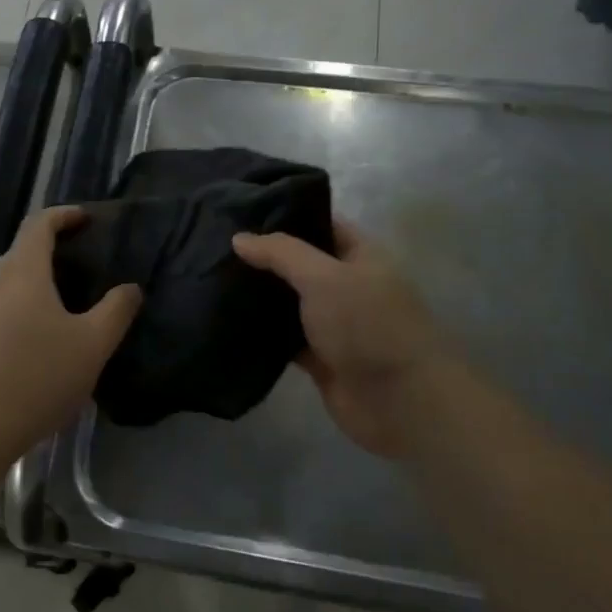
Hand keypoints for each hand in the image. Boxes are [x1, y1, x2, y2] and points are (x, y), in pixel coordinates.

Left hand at [0, 206, 141, 465]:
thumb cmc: (38, 377)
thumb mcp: (92, 345)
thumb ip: (116, 311)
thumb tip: (130, 288)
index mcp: (23, 273)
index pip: (38, 225)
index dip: (63, 215)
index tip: (87, 219)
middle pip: (21, 250)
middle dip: (51, 247)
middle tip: (83, 259)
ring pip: (9, 281)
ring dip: (37, 279)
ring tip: (68, 298)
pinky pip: (0, 307)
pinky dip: (23, 304)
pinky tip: (41, 336)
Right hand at [233, 220, 447, 457]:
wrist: (400, 402)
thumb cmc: (367, 325)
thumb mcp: (323, 277)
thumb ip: (280, 253)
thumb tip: (239, 238)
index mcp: (360, 255)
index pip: (319, 222)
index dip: (284, 214)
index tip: (240, 209)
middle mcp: (347, 284)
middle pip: (300, 263)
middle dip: (264, 256)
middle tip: (215, 243)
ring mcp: (333, 323)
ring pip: (289, 301)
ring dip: (259, 294)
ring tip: (211, 276)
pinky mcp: (319, 358)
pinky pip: (284, 338)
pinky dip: (262, 332)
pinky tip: (226, 318)